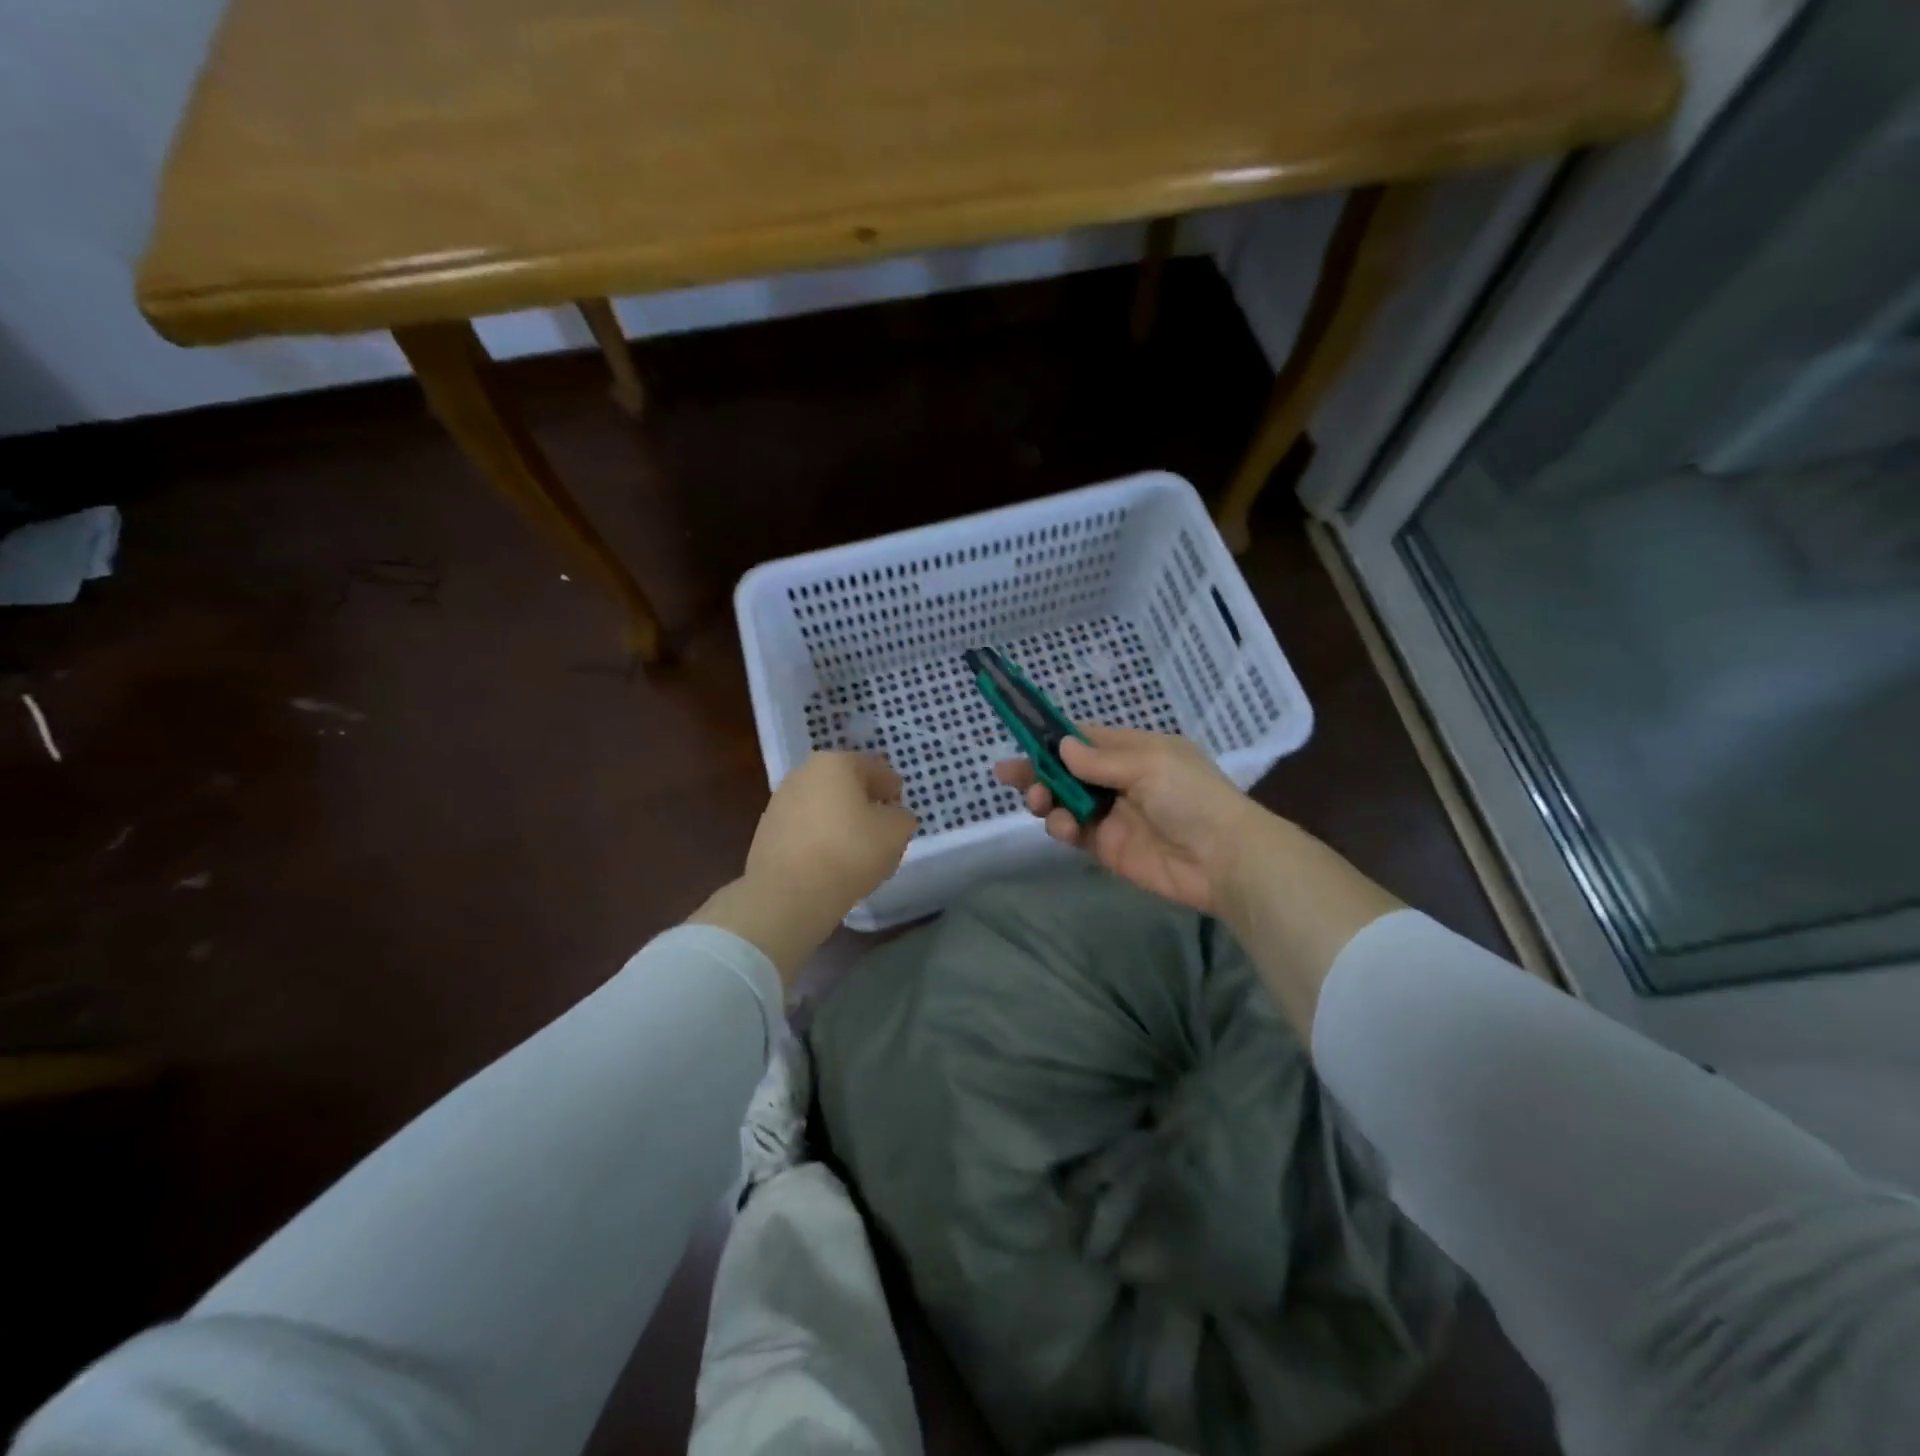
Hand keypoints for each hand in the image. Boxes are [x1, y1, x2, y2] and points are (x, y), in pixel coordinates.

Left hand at [745, 751, 918, 918]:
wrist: (789, 892)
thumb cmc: (850, 851)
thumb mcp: (896, 832)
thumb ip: (901, 817)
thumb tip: (892, 816)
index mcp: (836, 763)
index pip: (874, 769)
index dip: (892, 787)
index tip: (899, 806)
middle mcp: (804, 774)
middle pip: (845, 786)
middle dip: (864, 804)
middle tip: (881, 828)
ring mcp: (780, 802)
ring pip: (823, 808)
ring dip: (841, 822)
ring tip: (857, 851)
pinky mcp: (766, 832)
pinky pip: (805, 830)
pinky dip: (820, 840)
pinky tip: (832, 864)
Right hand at [994, 725, 1261, 916]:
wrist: (1222, 859)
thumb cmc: (1190, 797)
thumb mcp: (1148, 764)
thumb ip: (1099, 760)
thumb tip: (1061, 746)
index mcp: (1133, 750)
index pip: (1085, 738)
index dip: (1053, 738)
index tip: (1021, 738)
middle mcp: (1118, 779)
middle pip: (1066, 770)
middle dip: (1037, 771)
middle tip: (1008, 775)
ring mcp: (1110, 813)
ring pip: (1063, 801)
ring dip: (1045, 798)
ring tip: (1038, 803)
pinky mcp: (1106, 846)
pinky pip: (1072, 831)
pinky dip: (1060, 826)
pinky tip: (1063, 826)